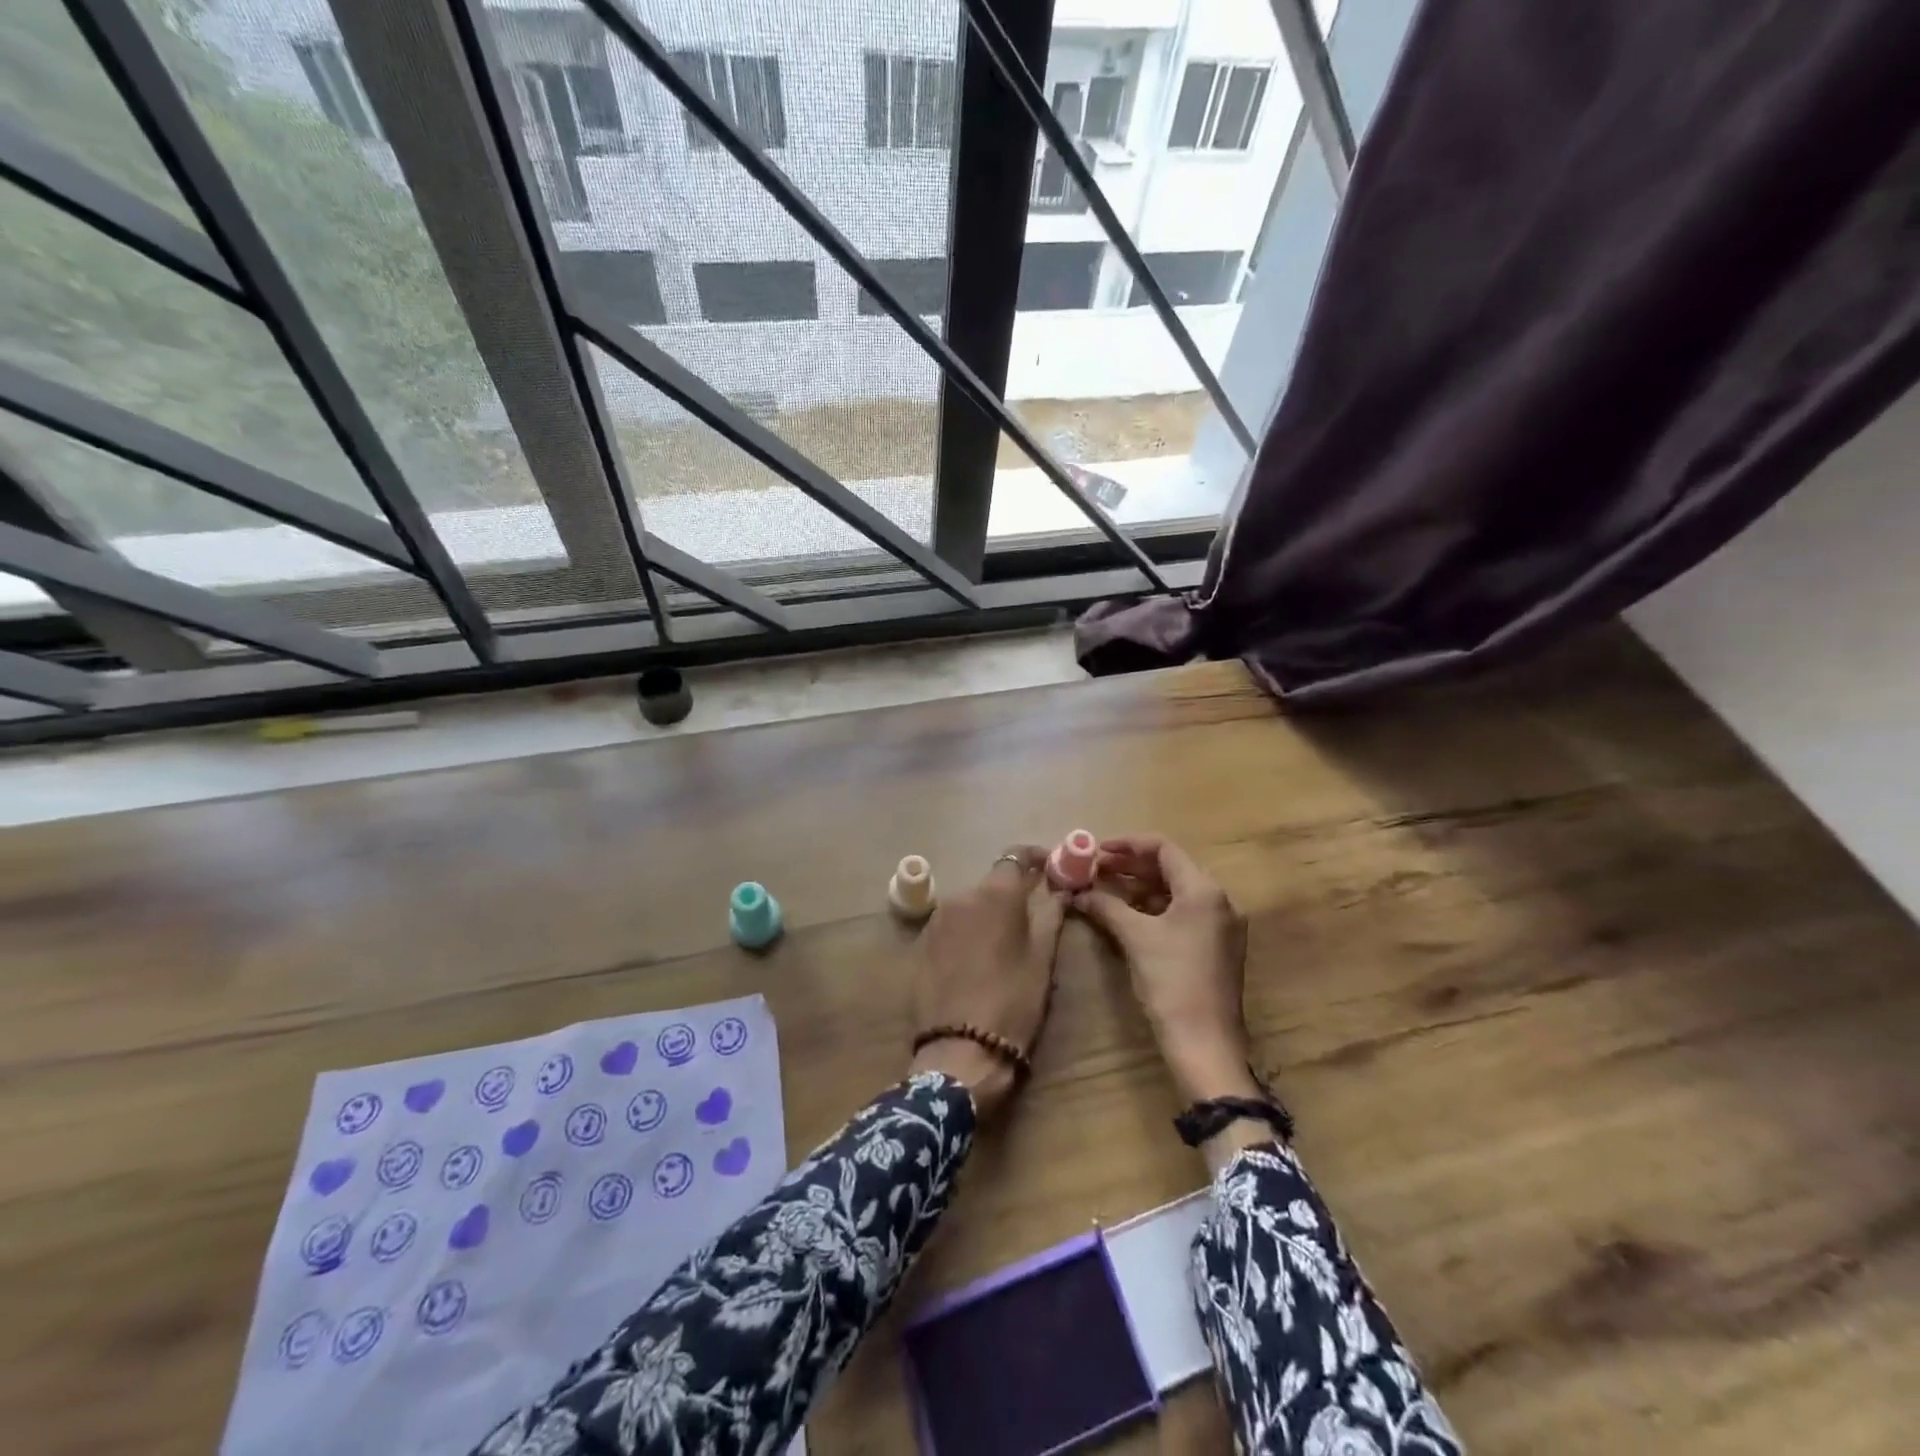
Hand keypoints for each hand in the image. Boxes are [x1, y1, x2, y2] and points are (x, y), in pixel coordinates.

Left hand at [910, 845, 1067, 1117]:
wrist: (960, 1050)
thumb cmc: (1013, 1001)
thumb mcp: (1041, 959)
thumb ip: (1051, 915)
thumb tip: (1061, 889)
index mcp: (995, 894)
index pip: (1016, 856)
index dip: (1036, 858)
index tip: (1051, 867)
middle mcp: (961, 895)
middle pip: (991, 882)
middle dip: (1012, 892)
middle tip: (1033, 914)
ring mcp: (937, 918)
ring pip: (970, 903)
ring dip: (988, 912)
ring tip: (1004, 942)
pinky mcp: (922, 942)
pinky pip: (951, 924)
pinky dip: (967, 930)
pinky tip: (977, 958)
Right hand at [1074, 836, 1259, 1104]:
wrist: (1205, 1043)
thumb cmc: (1171, 981)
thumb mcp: (1135, 937)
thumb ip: (1106, 906)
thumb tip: (1077, 892)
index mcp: (1204, 890)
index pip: (1164, 849)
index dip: (1127, 844)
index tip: (1096, 849)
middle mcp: (1219, 900)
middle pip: (1170, 868)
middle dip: (1130, 866)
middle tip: (1094, 869)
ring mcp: (1220, 924)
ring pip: (1175, 891)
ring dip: (1140, 887)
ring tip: (1104, 889)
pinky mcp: (1215, 946)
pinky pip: (1182, 913)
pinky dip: (1153, 908)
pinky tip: (1126, 914)